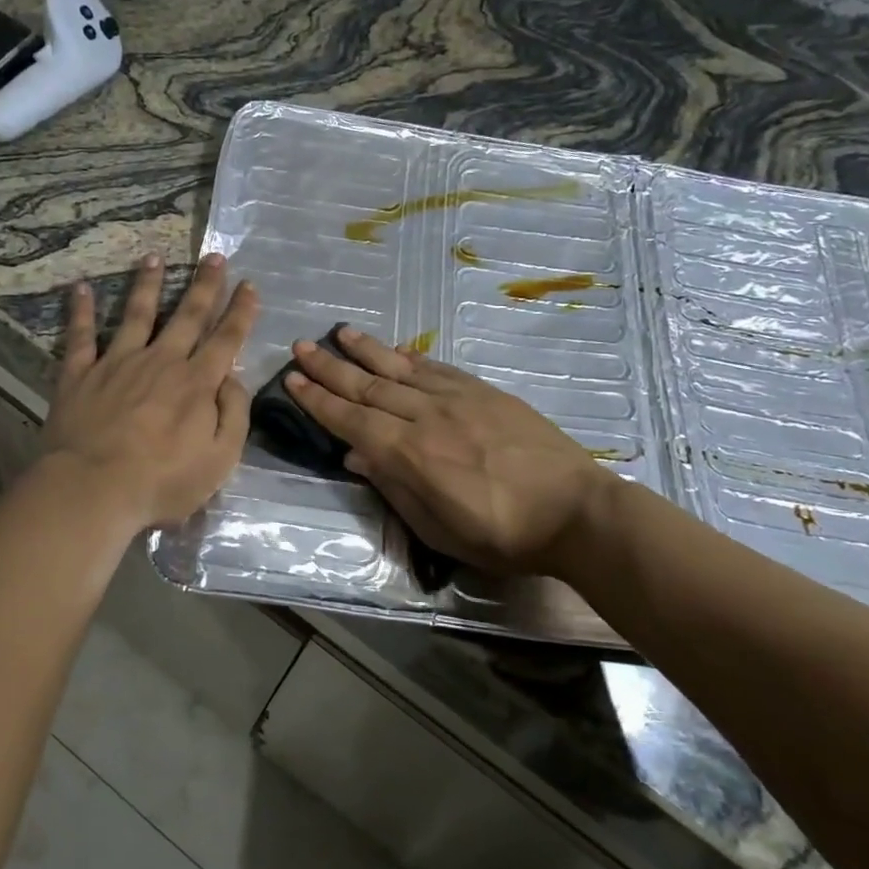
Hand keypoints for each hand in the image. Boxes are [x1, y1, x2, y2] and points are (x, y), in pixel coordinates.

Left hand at [39, 253, 258, 530]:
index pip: (226, 339)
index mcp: (196, 383)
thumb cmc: (161, 482)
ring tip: (153, 257)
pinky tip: (81, 287)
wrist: (92, 489)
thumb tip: (233, 379)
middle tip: (214, 257)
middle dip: (204, 285)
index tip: (250, 285)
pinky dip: (81, 310)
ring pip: (136, 314)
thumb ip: (233, 416)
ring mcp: (118, 363)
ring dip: (147, 284)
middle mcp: (160, 362)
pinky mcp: (80, 374)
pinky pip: (81, 336)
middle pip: (187, 316)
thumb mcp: (220, 460)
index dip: (241, 312)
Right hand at [286, 328, 616, 575]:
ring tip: (339, 332)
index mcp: (411, 455)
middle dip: (330, 367)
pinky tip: (394, 351)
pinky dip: (409, 358)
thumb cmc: (502, 535)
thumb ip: (395, 488)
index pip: (351, 420)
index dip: (318, 400)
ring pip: (399, 368)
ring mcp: (457, 399)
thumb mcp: (439, 529)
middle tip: (301, 346)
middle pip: (368, 386)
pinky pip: (436, 368)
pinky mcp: (484, 392)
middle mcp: (427, 417)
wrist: (575, 511)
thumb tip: (357, 457)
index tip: (292, 380)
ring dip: (365, 350)